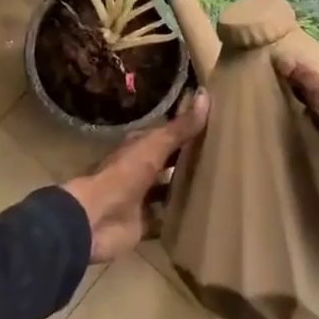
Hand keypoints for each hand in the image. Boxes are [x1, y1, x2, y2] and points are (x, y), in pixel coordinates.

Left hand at [63, 89, 208, 262]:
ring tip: (217, 185)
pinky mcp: (142, 224)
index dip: (184, 130)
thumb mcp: (154, 147)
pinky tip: (200, 216)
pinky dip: (177, 218)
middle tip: (221, 157)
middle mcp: (138, 170)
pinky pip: (164, 219)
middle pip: (166, 163)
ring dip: (183, 189)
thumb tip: (205, 95)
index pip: (164, 135)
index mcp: (137, 148)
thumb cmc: (124, 175)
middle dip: (186, 160)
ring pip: (165, 190)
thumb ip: (179, 128)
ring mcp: (139, 198)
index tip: (212, 126)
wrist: (97, 219)